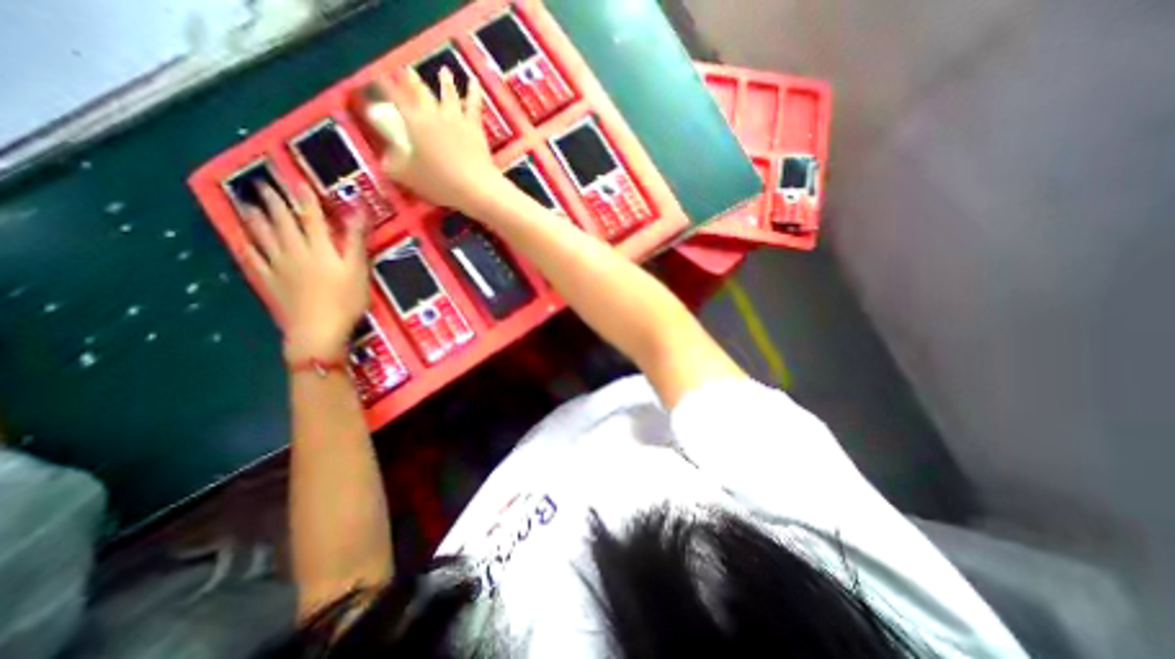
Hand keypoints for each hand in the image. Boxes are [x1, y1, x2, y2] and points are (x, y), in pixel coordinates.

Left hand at [238, 182, 365, 360]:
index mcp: (319, 248)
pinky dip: (247, 247)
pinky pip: (253, 260)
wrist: (318, 330)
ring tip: (246, 204)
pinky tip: (240, 240)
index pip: (312, 217)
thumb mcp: (359, 270)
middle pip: (283, 222)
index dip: (305, 198)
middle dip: (274, 202)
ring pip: (263, 237)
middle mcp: (295, 251)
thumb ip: (356, 240)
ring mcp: (279, 267)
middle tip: (261, 184)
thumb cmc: (346, 301)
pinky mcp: (270, 282)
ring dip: (255, 219)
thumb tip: (359, 212)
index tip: (296, 179)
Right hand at [369, 66, 507, 213]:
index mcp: (413, 121)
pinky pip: (474, 106)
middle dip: (411, 80)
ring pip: (449, 94)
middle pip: (420, 91)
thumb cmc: (439, 183)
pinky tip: (474, 83)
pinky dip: (474, 93)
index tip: (375, 78)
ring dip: (445, 81)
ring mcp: (457, 119)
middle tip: (405, 69)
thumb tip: (387, 157)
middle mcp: (434, 114)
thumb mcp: (406, 176)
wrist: (476, 187)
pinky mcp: (475, 128)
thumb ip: (393, 164)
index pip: (393, 97)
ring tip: (444, 70)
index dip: (383, 86)